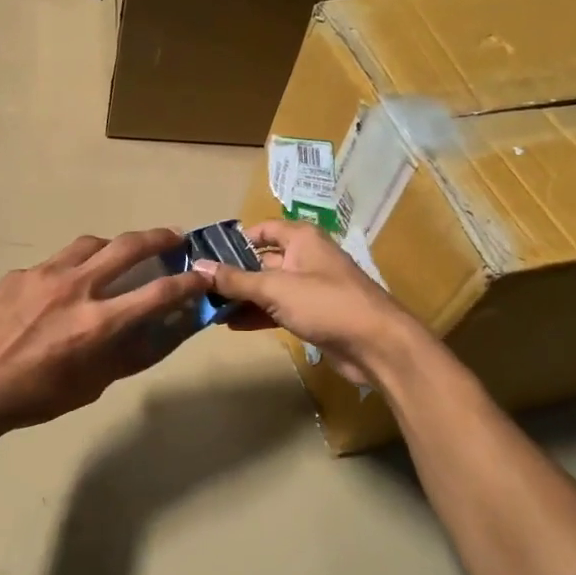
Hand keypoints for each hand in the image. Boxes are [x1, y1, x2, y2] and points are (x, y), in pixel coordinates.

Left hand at [0, 229, 207, 434]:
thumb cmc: (36, 396)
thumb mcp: (91, 385)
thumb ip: (126, 355)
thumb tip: (156, 333)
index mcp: (99, 321)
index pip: (159, 292)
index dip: (188, 282)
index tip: (202, 275)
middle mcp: (77, 288)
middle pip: (128, 247)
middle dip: (159, 238)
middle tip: (174, 237)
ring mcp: (44, 275)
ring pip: (90, 244)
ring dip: (113, 246)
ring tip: (119, 254)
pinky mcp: (19, 274)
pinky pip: (54, 263)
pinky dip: (71, 268)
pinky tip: (63, 287)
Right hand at [194, 219, 424, 384]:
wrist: (377, 345)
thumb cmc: (326, 304)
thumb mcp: (275, 288)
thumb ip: (235, 280)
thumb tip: (198, 266)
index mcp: (301, 239)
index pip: (263, 229)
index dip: (236, 239)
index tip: (207, 254)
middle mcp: (306, 258)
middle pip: (262, 260)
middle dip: (233, 273)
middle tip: (199, 285)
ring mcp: (310, 288)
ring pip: (268, 287)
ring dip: (242, 297)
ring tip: (208, 308)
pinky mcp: (313, 314)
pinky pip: (278, 309)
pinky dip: (257, 314)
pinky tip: (232, 324)